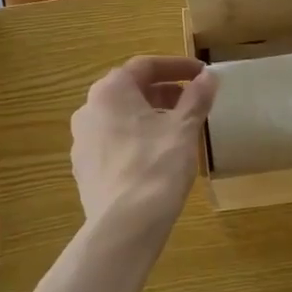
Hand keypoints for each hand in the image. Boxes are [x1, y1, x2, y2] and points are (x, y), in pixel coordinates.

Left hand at [70, 56, 217, 228]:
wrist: (125, 225)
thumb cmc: (157, 166)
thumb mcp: (184, 128)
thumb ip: (196, 98)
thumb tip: (209, 77)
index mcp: (110, 92)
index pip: (145, 66)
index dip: (177, 67)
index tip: (201, 75)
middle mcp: (88, 110)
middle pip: (130, 91)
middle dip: (163, 93)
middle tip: (192, 102)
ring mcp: (82, 141)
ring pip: (120, 118)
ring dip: (149, 117)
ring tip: (178, 131)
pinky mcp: (84, 169)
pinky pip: (113, 143)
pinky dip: (136, 140)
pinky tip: (156, 157)